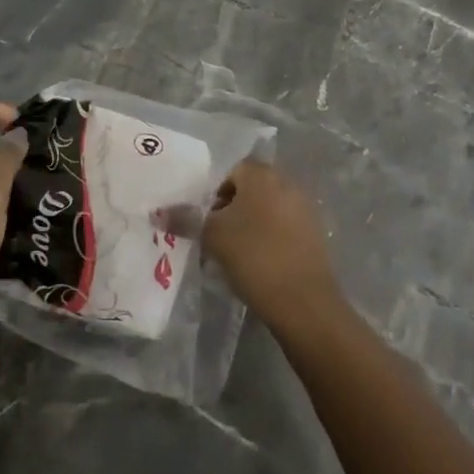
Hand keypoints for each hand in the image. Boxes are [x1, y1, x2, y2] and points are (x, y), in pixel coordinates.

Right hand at [202, 159, 343, 333]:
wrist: (303, 301)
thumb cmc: (254, 256)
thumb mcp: (212, 236)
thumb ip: (185, 219)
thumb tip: (157, 213)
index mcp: (262, 175)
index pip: (232, 171)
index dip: (216, 194)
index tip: (208, 220)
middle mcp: (287, 183)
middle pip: (251, 189)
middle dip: (233, 209)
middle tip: (218, 236)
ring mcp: (305, 208)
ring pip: (268, 209)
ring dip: (251, 224)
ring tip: (236, 254)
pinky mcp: (316, 234)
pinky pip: (284, 227)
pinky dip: (270, 238)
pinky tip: (260, 264)